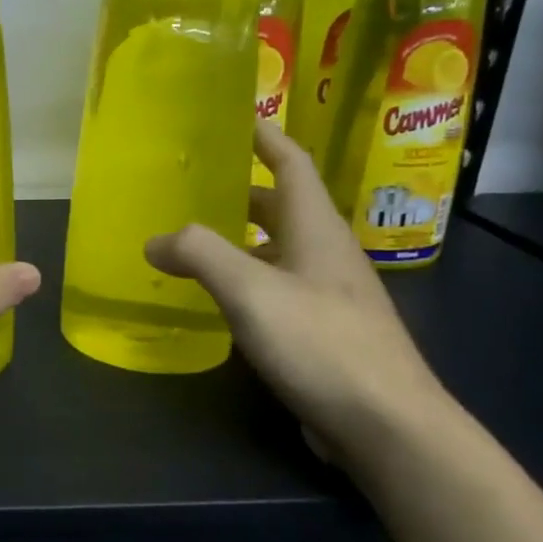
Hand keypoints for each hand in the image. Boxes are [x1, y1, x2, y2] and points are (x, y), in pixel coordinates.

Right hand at [144, 120, 454, 467]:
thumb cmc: (321, 343)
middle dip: (241, 190)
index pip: (291, 163)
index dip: (265, 137)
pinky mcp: (323, 332)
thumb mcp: (252, 290)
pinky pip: (276, 288)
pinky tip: (216, 299)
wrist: (387, 424)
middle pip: (282, 206)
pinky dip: (244, 280)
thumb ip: (200, 255)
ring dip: (239, 239)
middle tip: (191, 186)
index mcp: (316, 228)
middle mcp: (326, 253)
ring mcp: (328, 295)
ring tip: (190, 240)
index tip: (234, 117)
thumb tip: (156, 240)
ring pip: (277, 250)